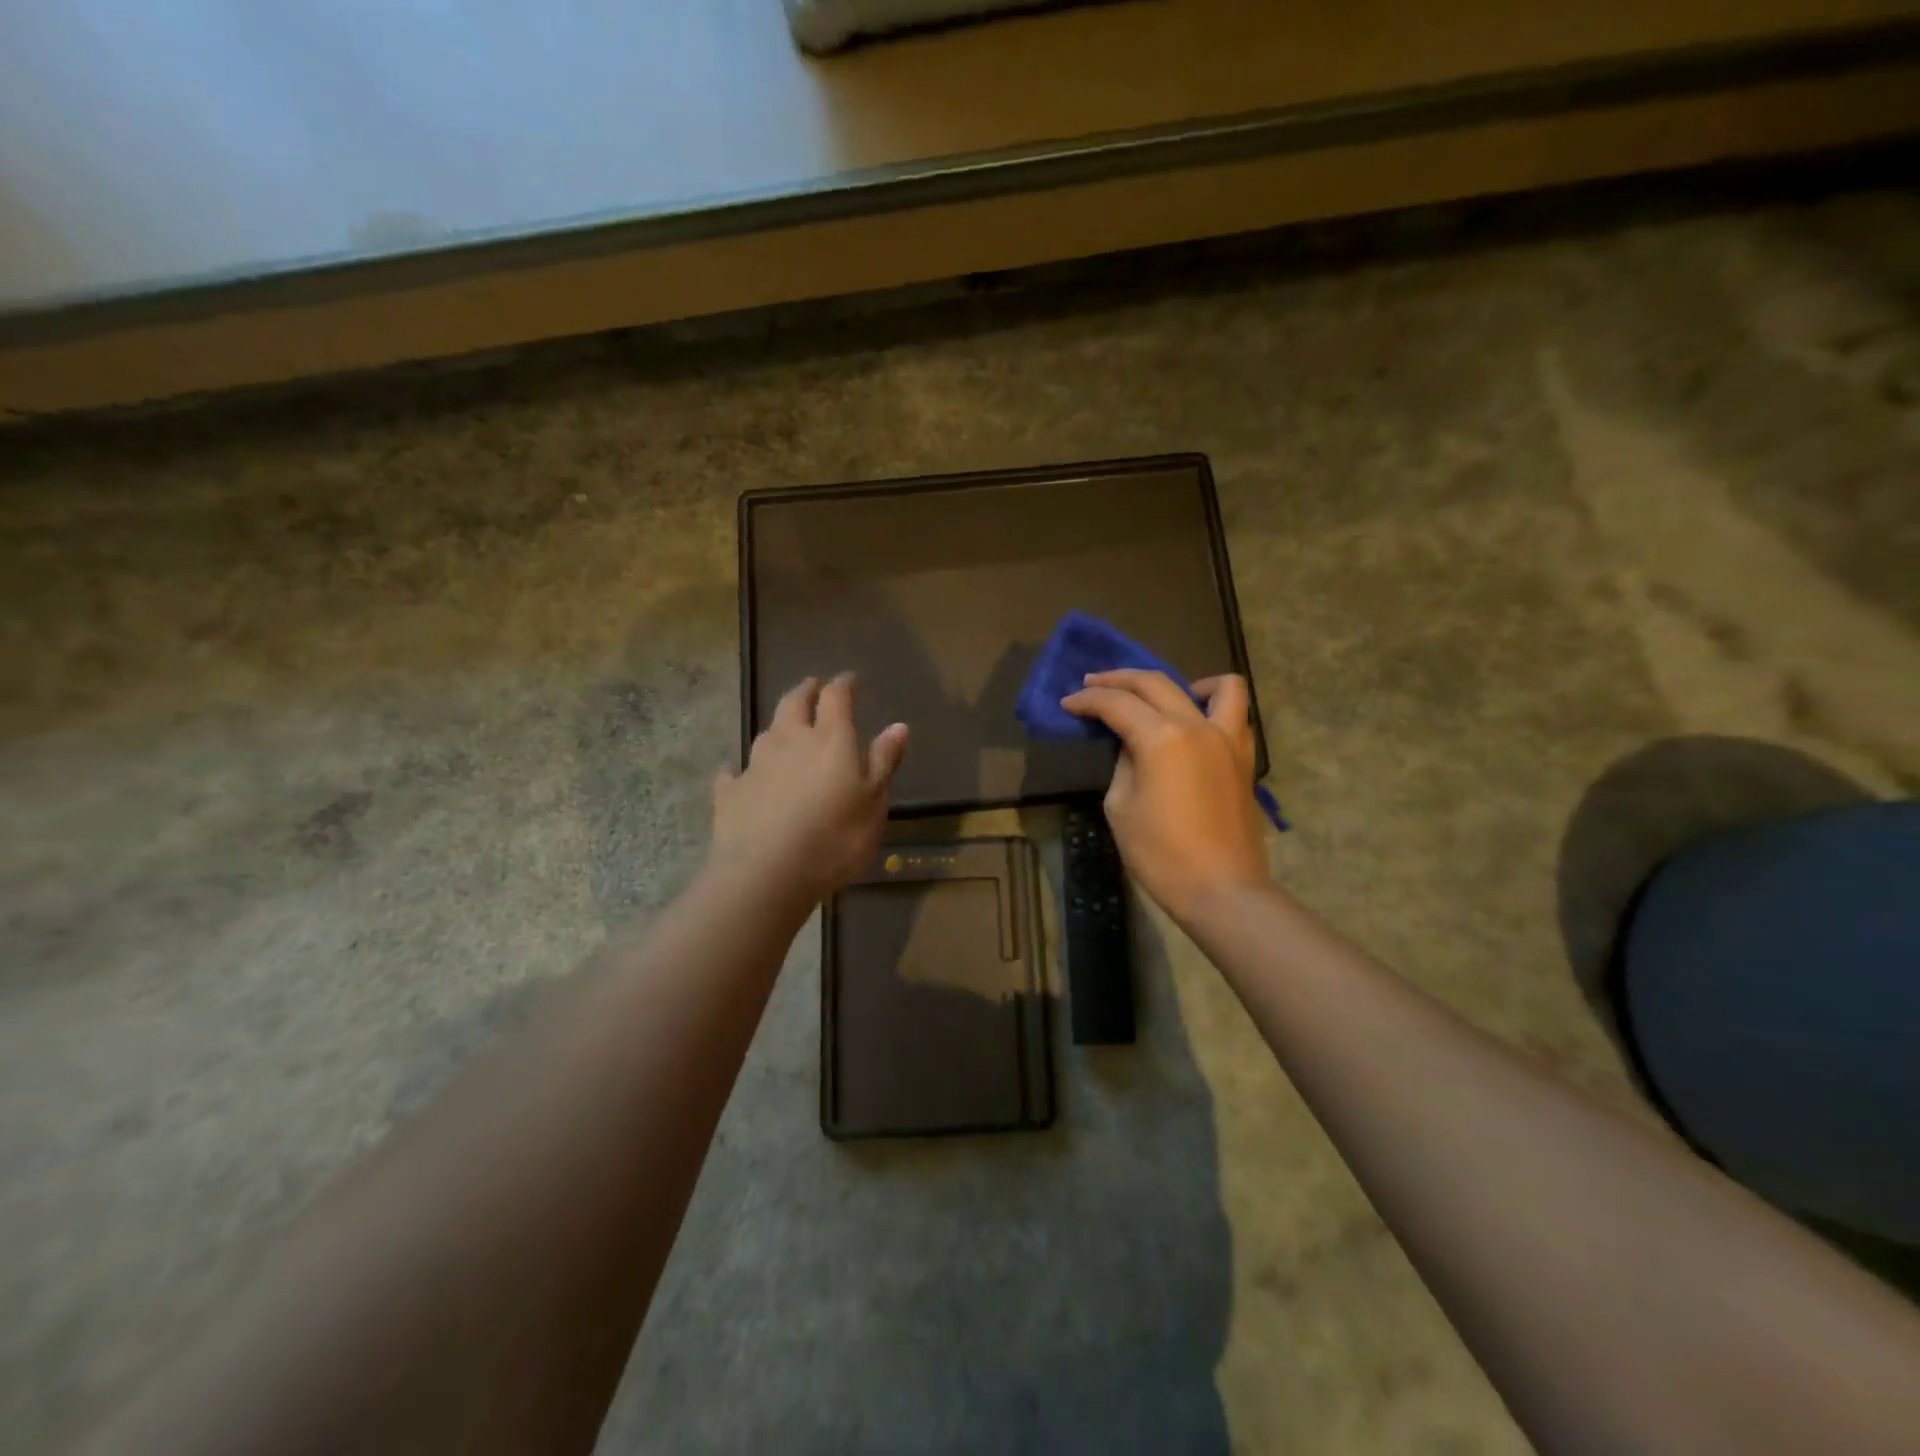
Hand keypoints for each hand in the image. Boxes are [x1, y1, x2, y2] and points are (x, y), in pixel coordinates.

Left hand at [711, 674, 908, 902]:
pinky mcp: (730, 792)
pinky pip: (733, 773)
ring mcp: (755, 765)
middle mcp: (790, 741)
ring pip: (766, 733)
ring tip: (785, 729)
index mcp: (830, 739)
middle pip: (794, 703)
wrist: (766, 873)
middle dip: (805, 691)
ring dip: (778, 727)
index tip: (850, 680)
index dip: (843, 685)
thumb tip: (898, 725)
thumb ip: (884, 761)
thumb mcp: (873, 803)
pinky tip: (736, 775)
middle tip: (813, 686)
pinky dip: (739, 770)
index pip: (836, 697)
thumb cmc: (834, 838)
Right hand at [1061, 669, 1268, 922]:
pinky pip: (1235, 714)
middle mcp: (1197, 726)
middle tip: (1092, 685)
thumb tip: (1132, 746)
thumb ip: (1123, 765)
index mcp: (1162, 738)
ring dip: (1181, 682)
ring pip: (1217, 685)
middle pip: (1155, 683)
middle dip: (1118, 680)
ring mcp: (1227, 739)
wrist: (1221, 889)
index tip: (1068, 703)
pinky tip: (1194, 723)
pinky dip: (1214, 706)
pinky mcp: (1243, 757)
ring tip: (1160, 698)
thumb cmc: (1161, 854)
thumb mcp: (1121, 807)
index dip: (1087, 701)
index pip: (1117, 704)